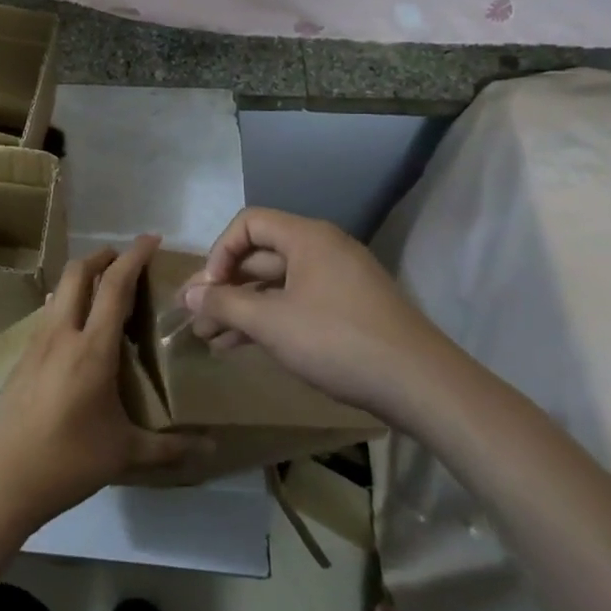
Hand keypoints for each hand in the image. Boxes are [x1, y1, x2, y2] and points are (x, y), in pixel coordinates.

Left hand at [0, 236, 200, 534]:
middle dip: (103, 256)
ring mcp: (36, 343)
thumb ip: (170, 448)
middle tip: (126, 258)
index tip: (152, 238)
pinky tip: (77, 328)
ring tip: (104, 288)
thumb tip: (210, 447)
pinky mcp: (22, 357)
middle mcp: (62, 334)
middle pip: (78, 273)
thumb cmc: (68, 461)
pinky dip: (67, 303)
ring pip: (59, 291)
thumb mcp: (124, 454)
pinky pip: (48, 314)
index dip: (134, 256)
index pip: (115, 286)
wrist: (1, 476)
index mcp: (92, 349)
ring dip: (82, 277)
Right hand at [181, 207, 457, 419]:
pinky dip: (267, 320)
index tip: (208, 289)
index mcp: (307, 238)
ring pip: (275, 285)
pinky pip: (295, 304)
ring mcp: (338, 282)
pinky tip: (240, 346)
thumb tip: (188, 293)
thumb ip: (224, 303)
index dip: (220, 252)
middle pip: (260, 256)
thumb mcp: (271, 322)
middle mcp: (323, 250)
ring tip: (208, 338)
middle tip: (194, 316)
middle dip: (223, 286)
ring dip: (240, 308)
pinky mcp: (347, 311)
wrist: (422, 386)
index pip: (248, 224)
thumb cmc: (338, 341)